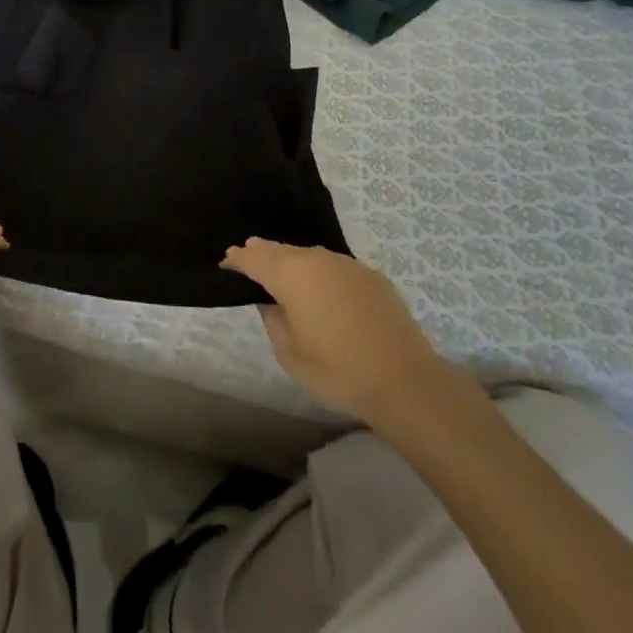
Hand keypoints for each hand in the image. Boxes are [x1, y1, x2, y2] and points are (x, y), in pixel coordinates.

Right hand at [222, 239, 453, 426]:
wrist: (406, 382)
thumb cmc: (339, 371)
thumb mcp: (290, 353)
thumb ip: (273, 319)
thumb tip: (270, 301)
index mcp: (291, 274)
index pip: (254, 258)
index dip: (237, 259)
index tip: (226, 262)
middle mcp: (316, 259)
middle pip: (280, 250)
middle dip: (262, 253)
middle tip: (247, 256)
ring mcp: (346, 264)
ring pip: (309, 255)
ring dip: (292, 262)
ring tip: (282, 271)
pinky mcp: (371, 275)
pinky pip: (334, 267)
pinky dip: (320, 273)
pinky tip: (323, 290)